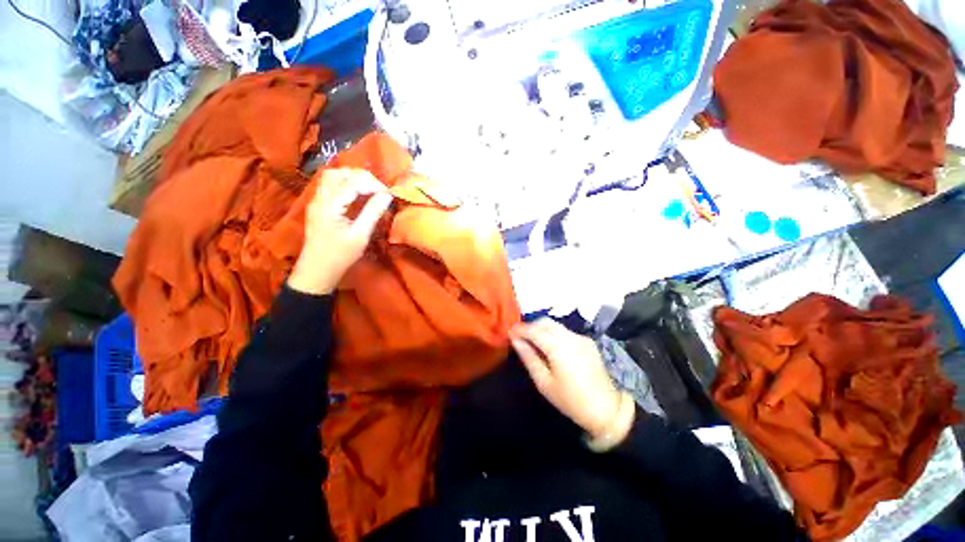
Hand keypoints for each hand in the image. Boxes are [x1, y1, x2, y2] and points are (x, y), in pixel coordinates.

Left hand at [288, 169, 392, 295]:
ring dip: (353, 178)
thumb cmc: (340, 256)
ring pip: (333, 176)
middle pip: (340, 173)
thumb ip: (373, 213)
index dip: (373, 184)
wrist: (317, 269)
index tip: (388, 194)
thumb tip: (387, 196)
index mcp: (330, 206)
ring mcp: (317, 200)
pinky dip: (346, 183)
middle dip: (363, 177)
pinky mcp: (318, 205)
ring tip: (370, 190)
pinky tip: (358, 194)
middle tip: (380, 190)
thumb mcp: (360, 236)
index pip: (352, 182)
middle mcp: (320, 198)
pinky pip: (330, 184)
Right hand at [511, 319, 631, 441]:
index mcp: (558, 347)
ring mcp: (581, 337)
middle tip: (519, 336)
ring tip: (532, 341)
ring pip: (555, 325)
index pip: (534, 330)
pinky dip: (553, 333)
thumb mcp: (544, 382)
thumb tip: (515, 340)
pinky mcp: (587, 341)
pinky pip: (565, 331)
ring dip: (541, 329)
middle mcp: (570, 336)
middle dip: (530, 326)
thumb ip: (529, 357)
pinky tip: (550, 346)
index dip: (520, 329)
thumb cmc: (571, 400)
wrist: (607, 409)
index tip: (509, 331)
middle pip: (545, 322)